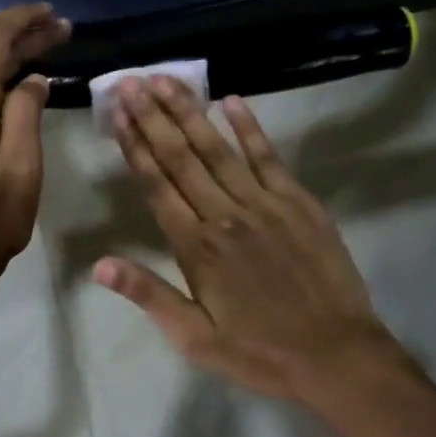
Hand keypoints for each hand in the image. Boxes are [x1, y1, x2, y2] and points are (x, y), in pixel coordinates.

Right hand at [96, 77, 412, 399]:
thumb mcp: (194, 336)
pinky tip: (232, 101)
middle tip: (132, 81)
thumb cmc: (258, 352)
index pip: (157, 185)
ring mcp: (265, 204)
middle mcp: (225, 215)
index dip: (135, 146)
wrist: (335, 355)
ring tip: (167, 81)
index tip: (119, 113)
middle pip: (182, 157)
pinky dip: (250, 128)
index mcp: (196, 247)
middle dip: (153, 117)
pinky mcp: (299, 203)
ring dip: (191, 112)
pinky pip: (269, 157)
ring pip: (220, 149)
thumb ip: (148, 295)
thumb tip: (99, 265)